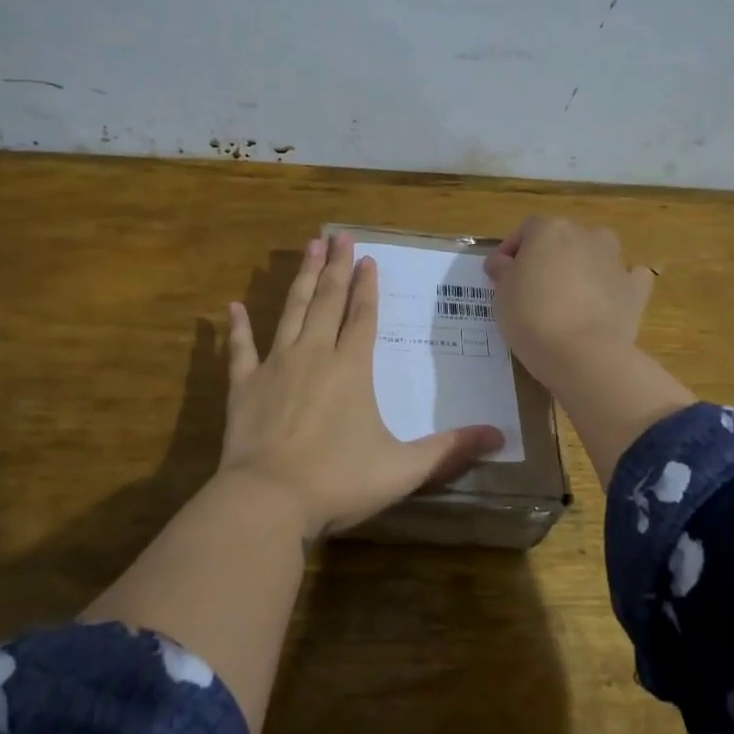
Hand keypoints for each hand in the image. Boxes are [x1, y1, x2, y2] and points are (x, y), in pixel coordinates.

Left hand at [218, 233, 504, 540]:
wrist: (269, 499)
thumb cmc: (339, 481)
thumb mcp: (403, 468)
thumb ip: (450, 450)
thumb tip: (499, 437)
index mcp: (351, 368)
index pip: (362, 316)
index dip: (367, 286)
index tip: (368, 258)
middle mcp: (314, 354)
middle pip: (327, 300)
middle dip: (335, 266)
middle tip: (338, 235)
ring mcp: (276, 366)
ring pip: (291, 311)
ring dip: (301, 279)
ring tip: (308, 247)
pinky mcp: (244, 385)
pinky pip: (241, 349)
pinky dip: (238, 328)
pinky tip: (233, 307)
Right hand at [484, 216, 656, 383]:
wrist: (583, 354)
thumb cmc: (532, 317)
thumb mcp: (502, 294)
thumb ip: (503, 270)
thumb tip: (502, 262)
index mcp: (550, 230)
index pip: (527, 229)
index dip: (513, 249)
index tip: (502, 274)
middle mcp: (586, 235)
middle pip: (563, 239)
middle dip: (549, 257)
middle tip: (534, 287)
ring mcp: (616, 260)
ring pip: (596, 253)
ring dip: (583, 266)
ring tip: (569, 297)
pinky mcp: (636, 288)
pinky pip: (626, 278)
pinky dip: (616, 285)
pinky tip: (605, 302)